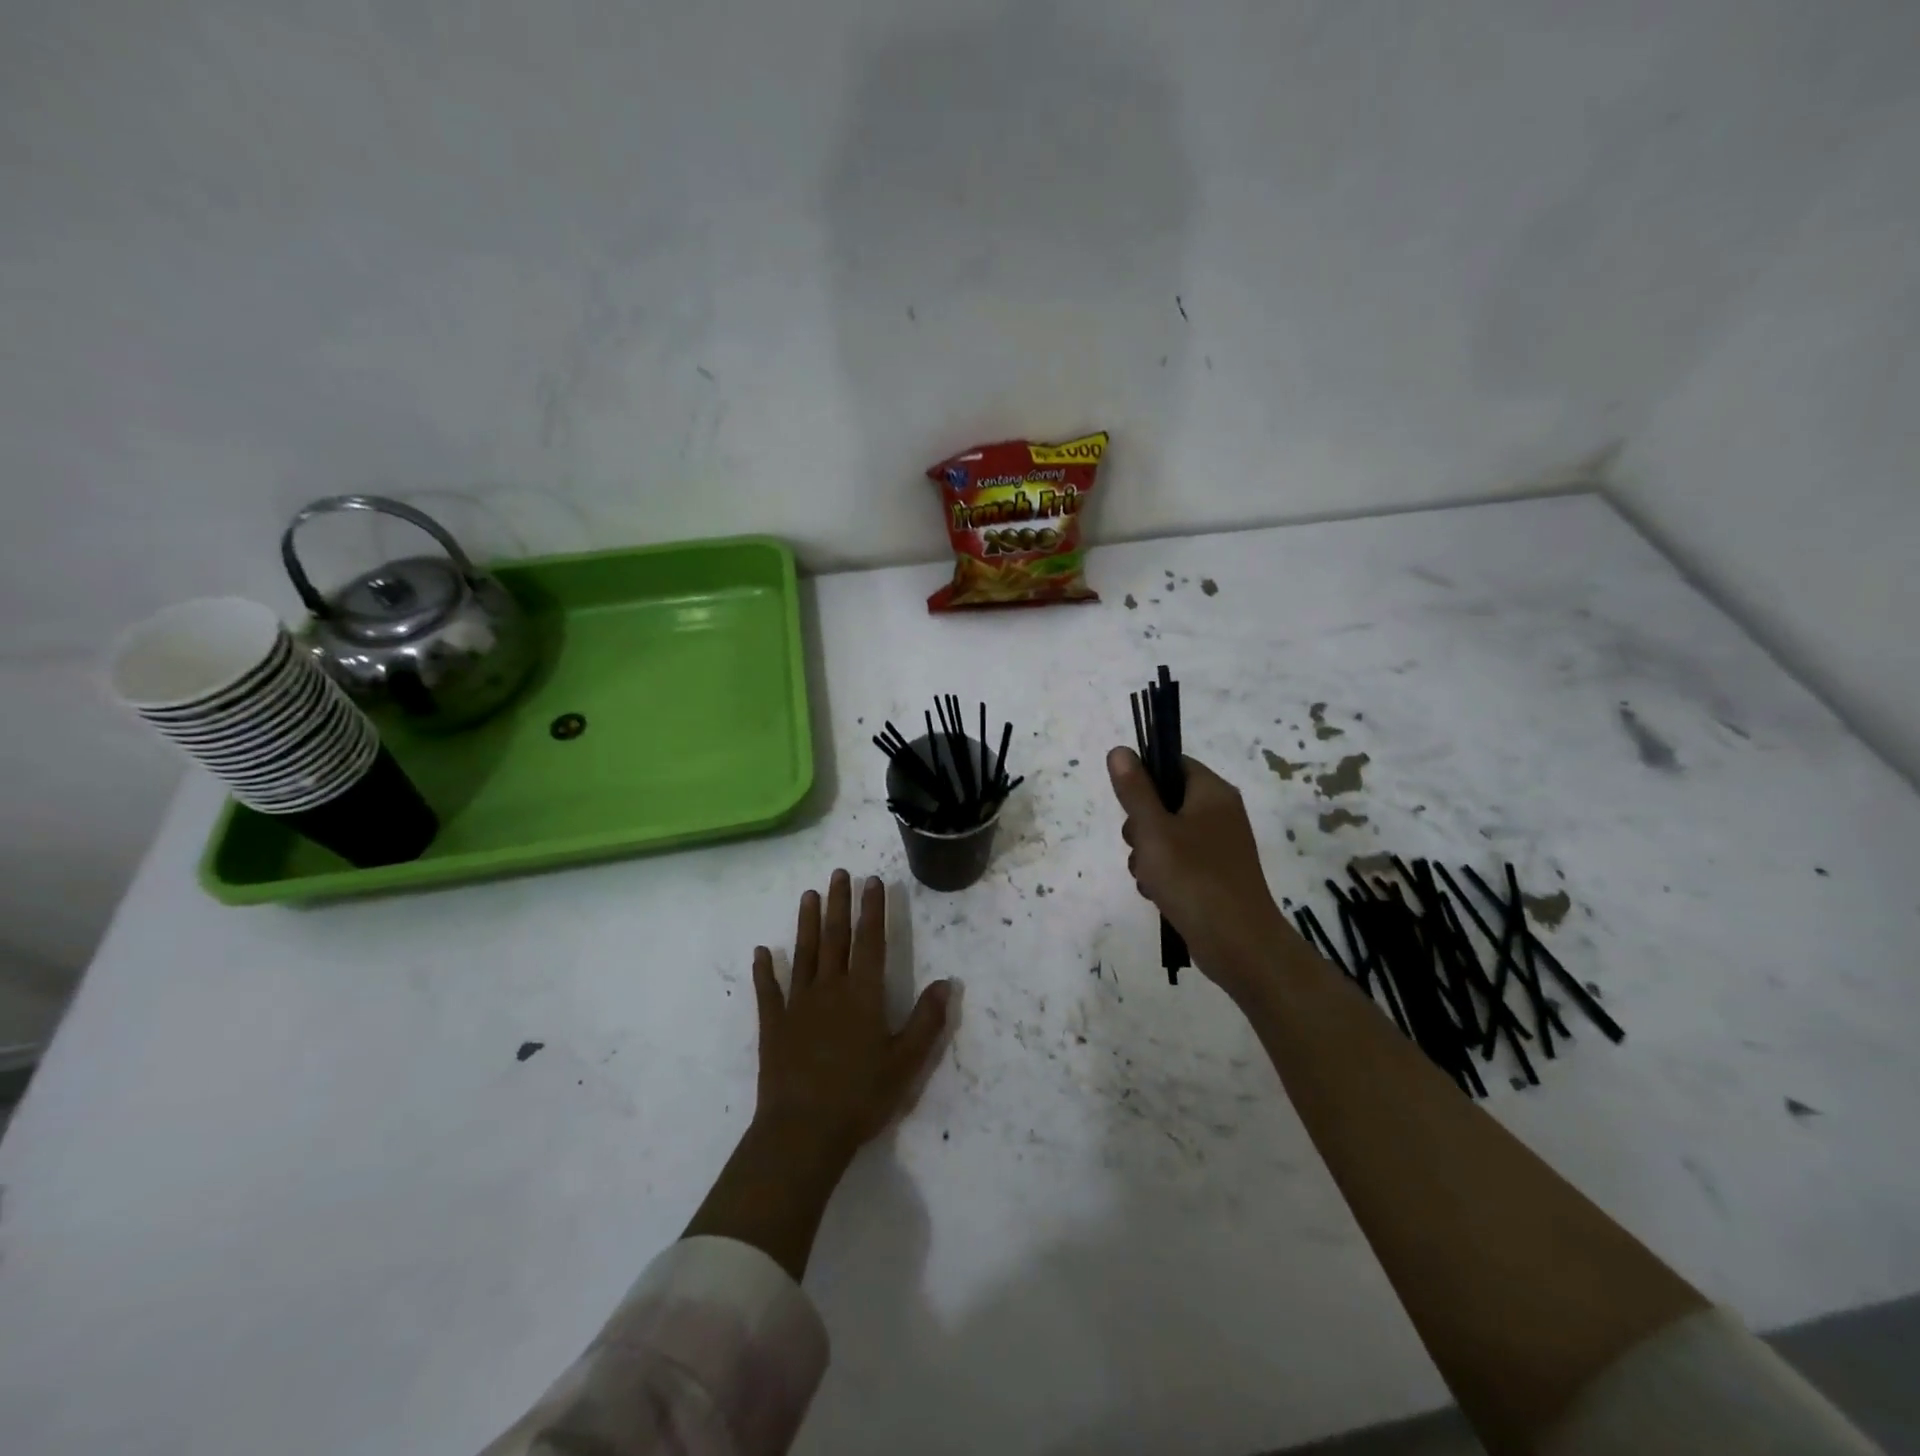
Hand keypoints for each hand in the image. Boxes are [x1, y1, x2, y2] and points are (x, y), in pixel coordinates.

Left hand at [685, 871, 952, 1280]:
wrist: (802, 1133)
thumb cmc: (860, 1097)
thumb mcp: (906, 1063)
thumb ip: (927, 1021)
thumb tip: (947, 982)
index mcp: (863, 995)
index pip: (870, 941)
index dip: (873, 909)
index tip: (872, 881)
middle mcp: (829, 989)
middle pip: (835, 937)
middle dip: (839, 903)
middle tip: (839, 873)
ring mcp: (797, 1005)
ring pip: (804, 954)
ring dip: (807, 923)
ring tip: (808, 895)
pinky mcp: (773, 1026)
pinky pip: (768, 991)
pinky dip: (764, 970)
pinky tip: (761, 952)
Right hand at [1107, 747, 1294, 989]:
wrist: (1238, 944)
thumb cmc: (1193, 878)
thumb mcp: (1153, 829)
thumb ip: (1134, 790)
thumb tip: (1120, 750)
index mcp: (1212, 792)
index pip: (1173, 764)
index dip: (1145, 778)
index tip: (1129, 805)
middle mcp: (1220, 813)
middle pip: (1165, 801)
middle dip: (1141, 826)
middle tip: (1141, 846)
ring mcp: (1219, 845)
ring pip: (1166, 835)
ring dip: (1147, 854)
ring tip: (1150, 878)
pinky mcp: (1215, 874)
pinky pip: (1178, 861)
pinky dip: (1163, 874)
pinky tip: (1158, 894)